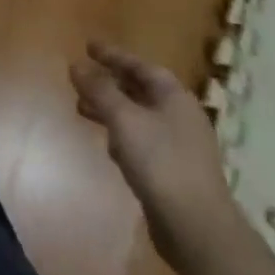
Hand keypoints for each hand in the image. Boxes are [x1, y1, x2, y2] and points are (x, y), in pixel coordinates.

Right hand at [70, 41, 240, 267]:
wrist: (197, 228)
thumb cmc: (161, 162)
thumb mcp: (124, 119)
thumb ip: (99, 90)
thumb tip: (76, 65)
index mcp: (174, 97)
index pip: (140, 66)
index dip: (113, 55)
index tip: (88, 46)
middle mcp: (180, 116)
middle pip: (140, 90)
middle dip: (109, 83)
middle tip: (81, 77)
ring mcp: (179, 145)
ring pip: (138, 116)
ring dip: (111, 110)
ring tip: (82, 108)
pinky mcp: (173, 171)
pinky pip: (142, 141)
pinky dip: (122, 135)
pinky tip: (108, 146)